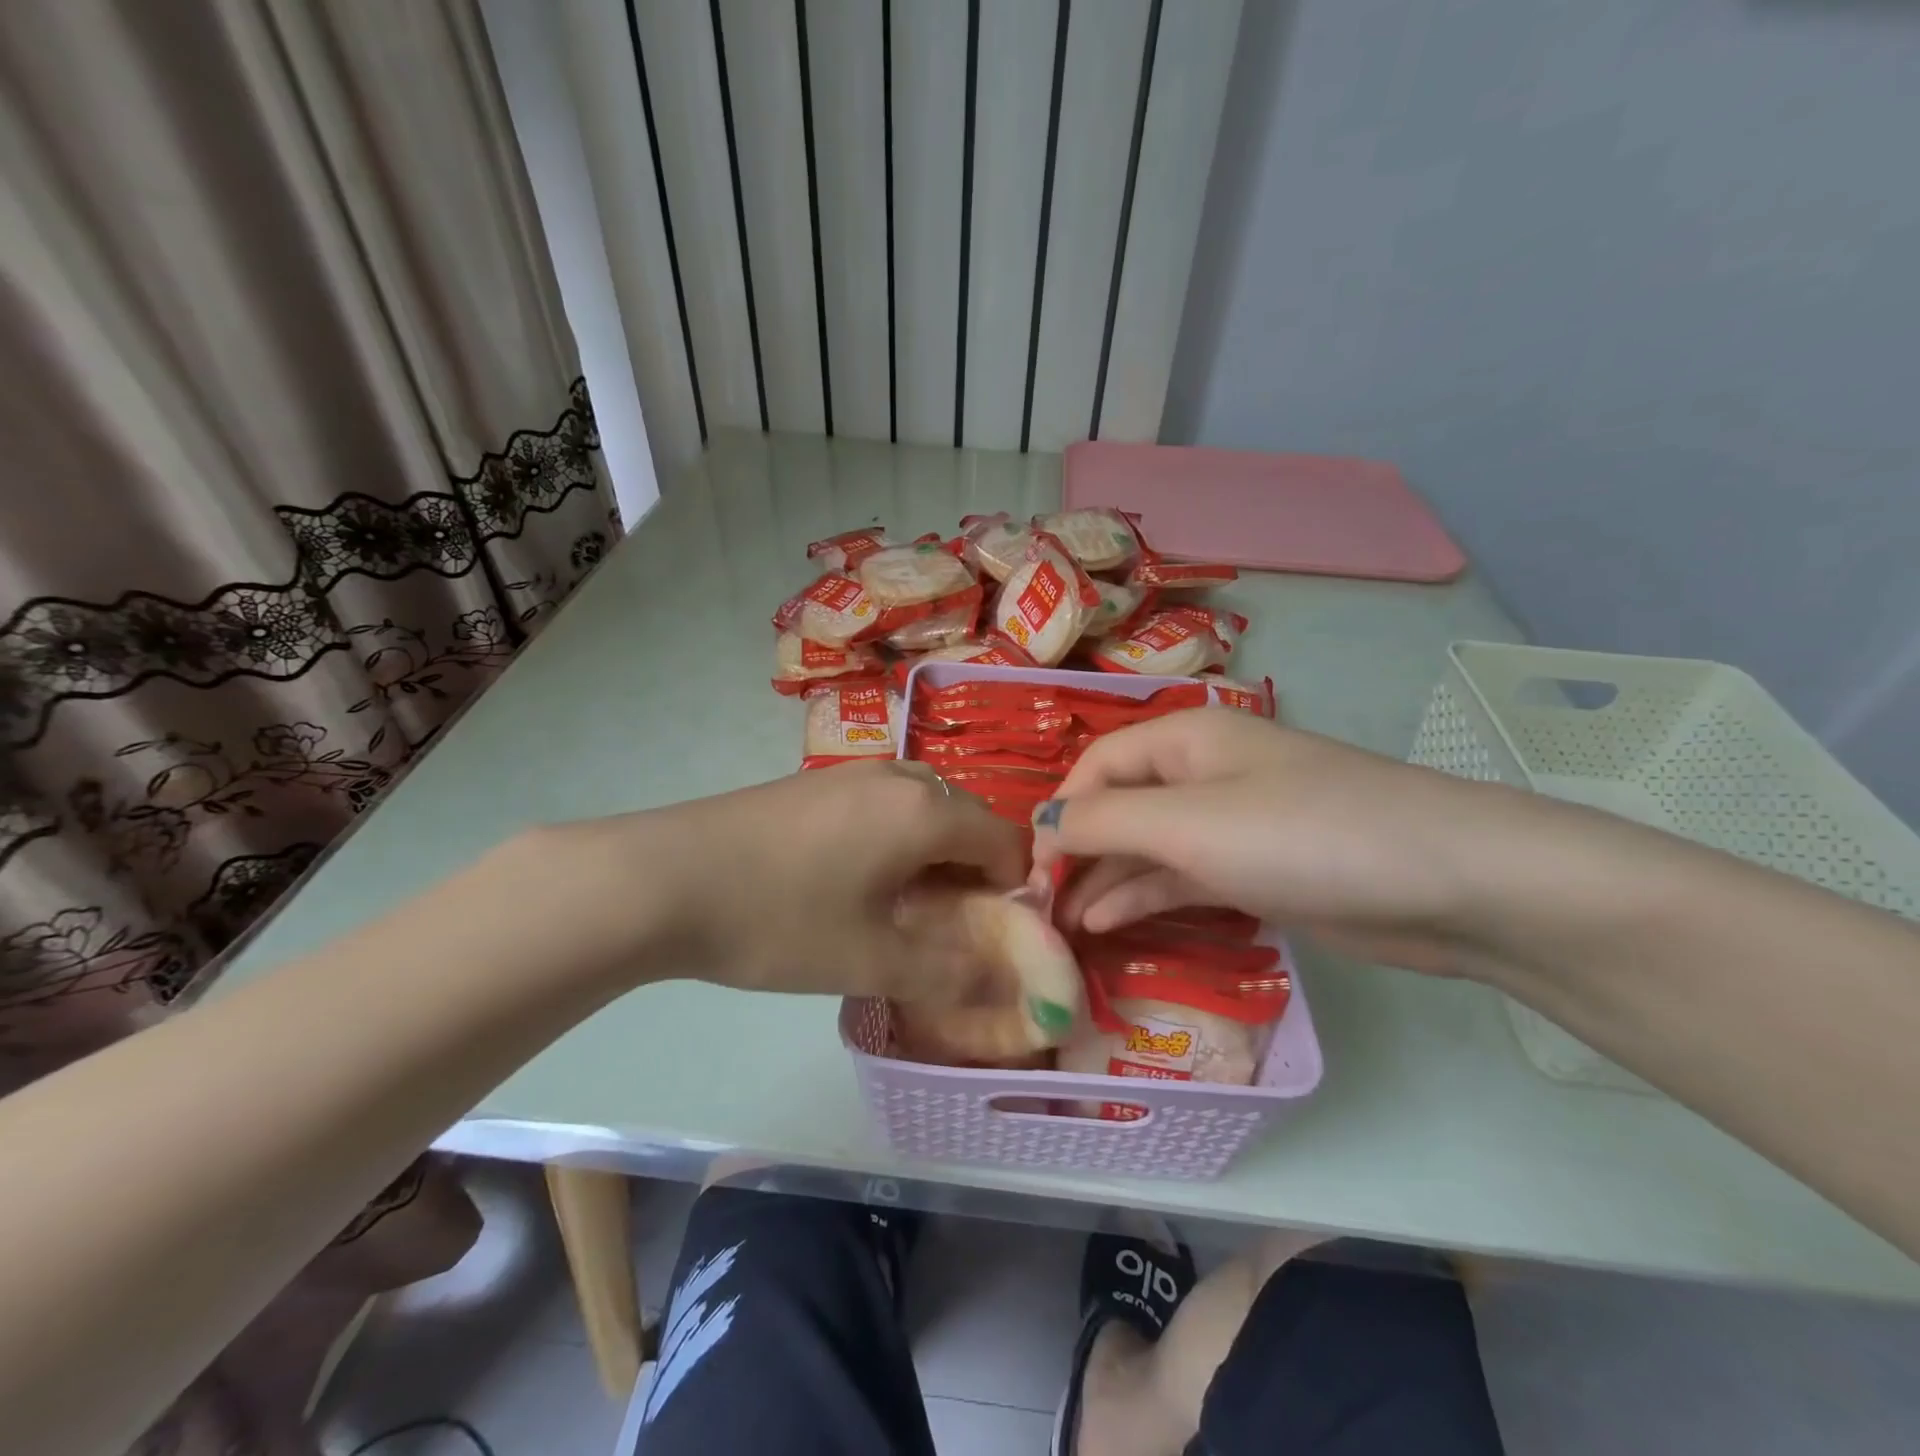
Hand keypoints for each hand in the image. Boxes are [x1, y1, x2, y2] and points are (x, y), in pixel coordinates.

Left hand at [632, 760, 1027, 999]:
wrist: (663, 877)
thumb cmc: (779, 918)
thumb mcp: (869, 960)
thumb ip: (949, 975)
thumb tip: (1005, 986)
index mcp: (924, 811)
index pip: (1006, 841)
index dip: (1014, 890)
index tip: (992, 936)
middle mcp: (899, 777)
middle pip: (967, 819)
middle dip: (974, 872)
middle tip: (948, 926)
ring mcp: (853, 772)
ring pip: (924, 808)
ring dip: (933, 854)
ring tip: (903, 906)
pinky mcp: (817, 781)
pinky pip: (885, 803)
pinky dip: (896, 838)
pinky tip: (855, 879)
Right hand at [1030, 709, 1531, 975]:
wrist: (1448, 884)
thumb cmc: (1302, 836)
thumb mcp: (1189, 824)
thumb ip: (1105, 822)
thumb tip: (1042, 824)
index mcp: (1184, 739)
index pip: (1096, 767)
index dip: (1060, 813)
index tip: (1032, 871)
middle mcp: (1203, 773)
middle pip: (1119, 806)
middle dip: (1077, 851)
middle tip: (1039, 908)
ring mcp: (1233, 824)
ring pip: (1149, 847)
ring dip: (1104, 880)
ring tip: (1063, 926)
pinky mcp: (1258, 870)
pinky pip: (1184, 877)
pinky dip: (1145, 896)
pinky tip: (1108, 924)